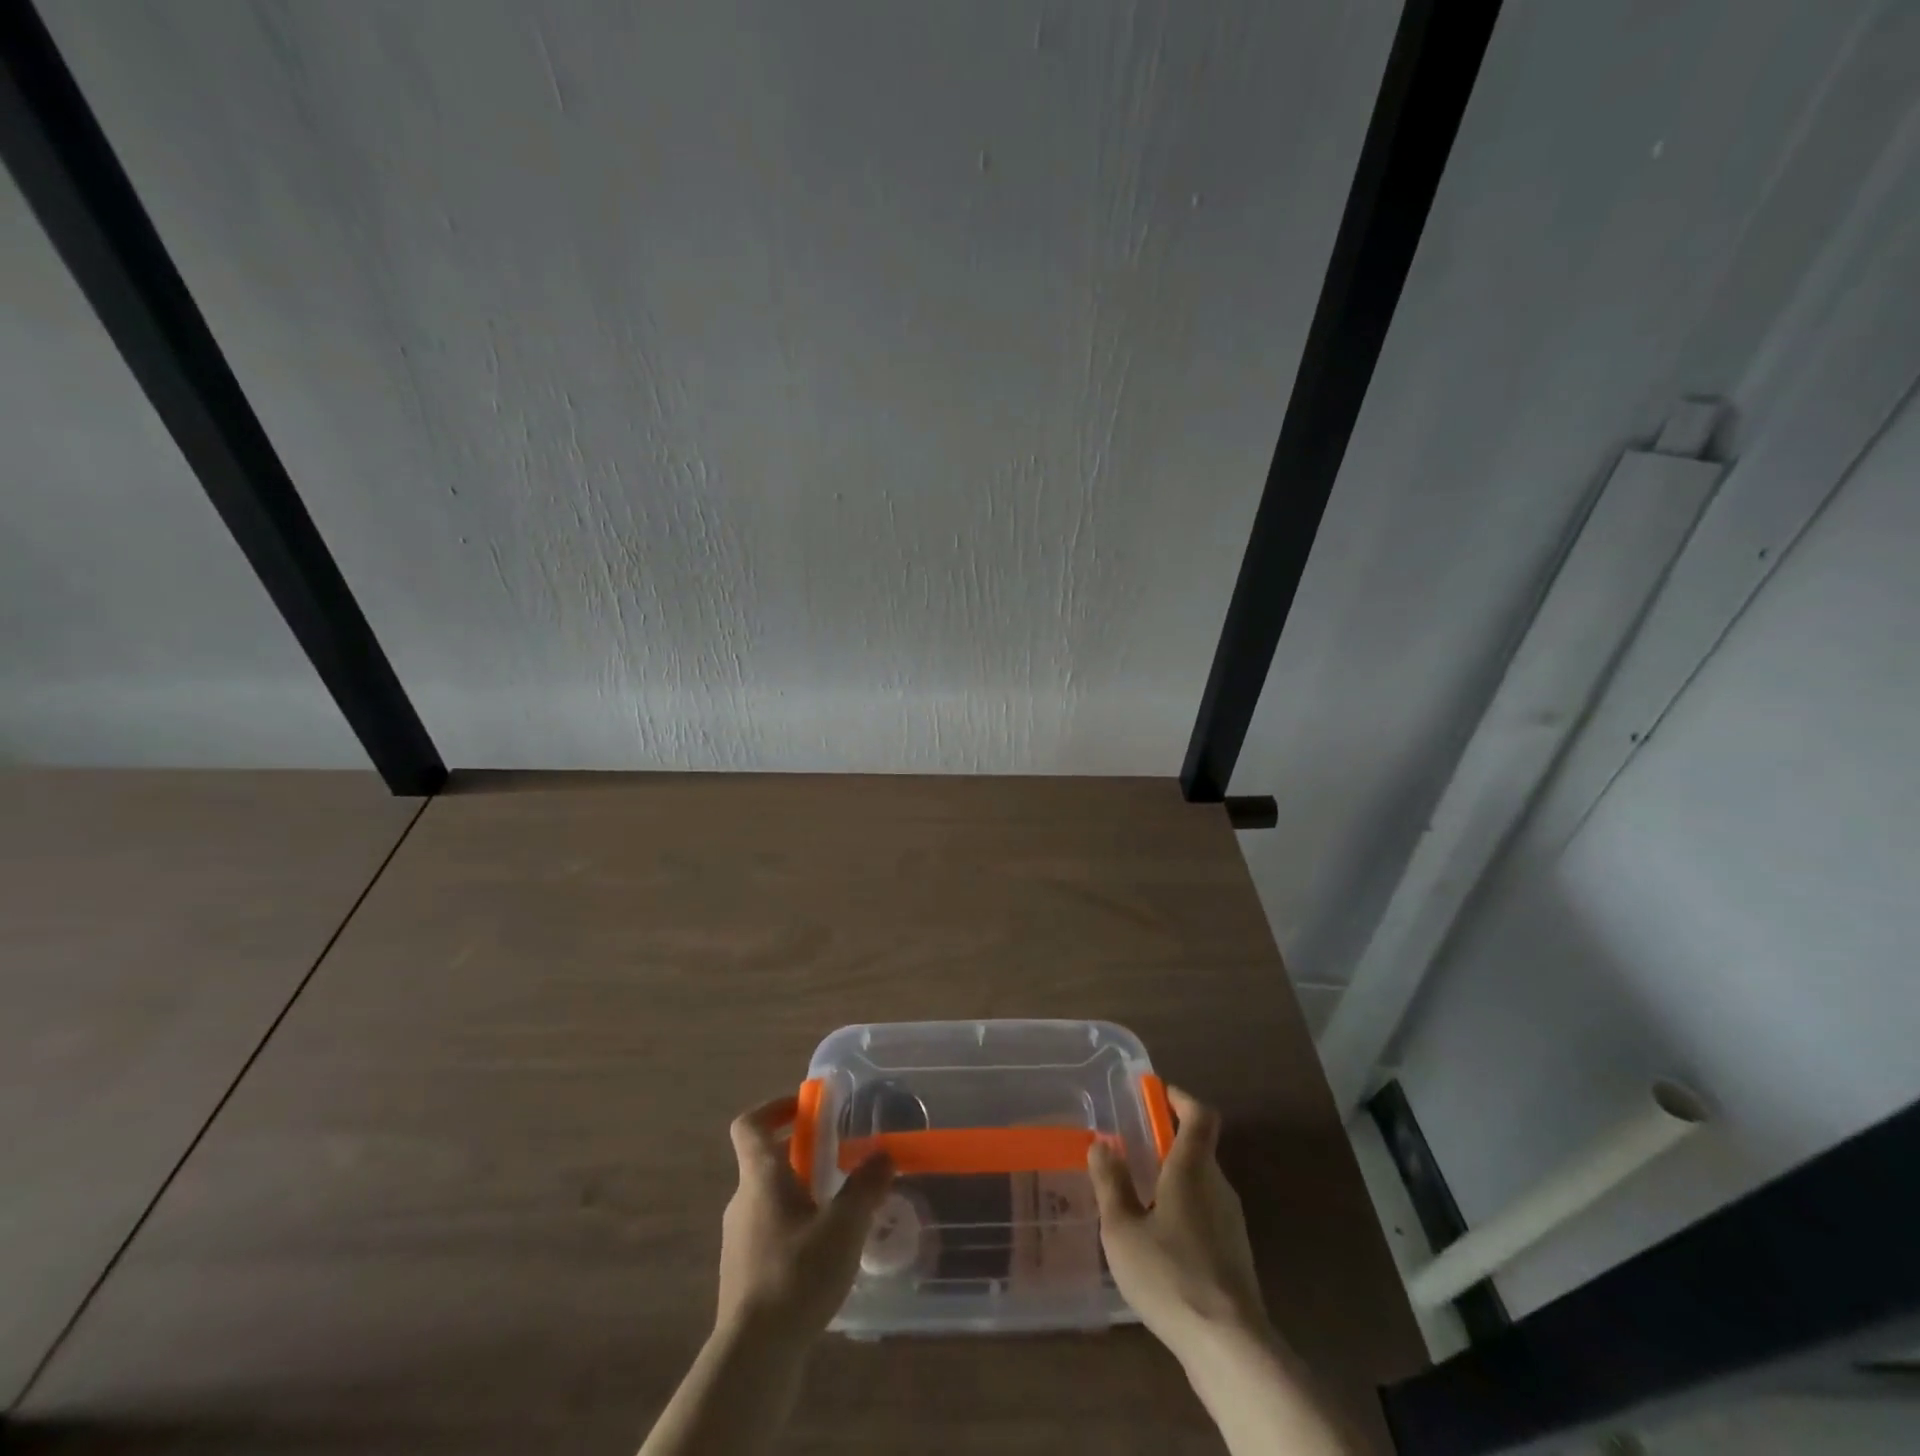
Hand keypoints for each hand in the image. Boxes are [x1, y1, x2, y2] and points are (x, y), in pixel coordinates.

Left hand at [717, 1095, 894, 1346]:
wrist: (753, 1357)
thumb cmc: (796, 1275)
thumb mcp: (844, 1226)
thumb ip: (866, 1186)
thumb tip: (884, 1154)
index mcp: (761, 1177)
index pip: (750, 1124)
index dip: (775, 1107)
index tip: (807, 1108)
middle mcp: (743, 1201)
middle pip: (767, 1159)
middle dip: (803, 1152)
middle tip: (841, 1157)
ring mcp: (739, 1239)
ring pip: (771, 1197)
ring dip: (802, 1191)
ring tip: (841, 1208)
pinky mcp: (745, 1274)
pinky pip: (771, 1231)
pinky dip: (796, 1226)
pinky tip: (825, 1253)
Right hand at [1088, 1086, 1269, 1359]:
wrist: (1229, 1346)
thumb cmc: (1170, 1274)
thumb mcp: (1122, 1228)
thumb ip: (1110, 1182)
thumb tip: (1102, 1143)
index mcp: (1193, 1168)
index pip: (1200, 1115)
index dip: (1180, 1098)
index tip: (1156, 1093)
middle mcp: (1218, 1186)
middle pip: (1198, 1149)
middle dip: (1167, 1142)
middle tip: (1133, 1148)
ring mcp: (1232, 1223)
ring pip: (1202, 1184)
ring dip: (1174, 1179)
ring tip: (1138, 1196)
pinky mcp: (1235, 1256)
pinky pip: (1206, 1215)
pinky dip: (1183, 1211)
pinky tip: (1159, 1241)